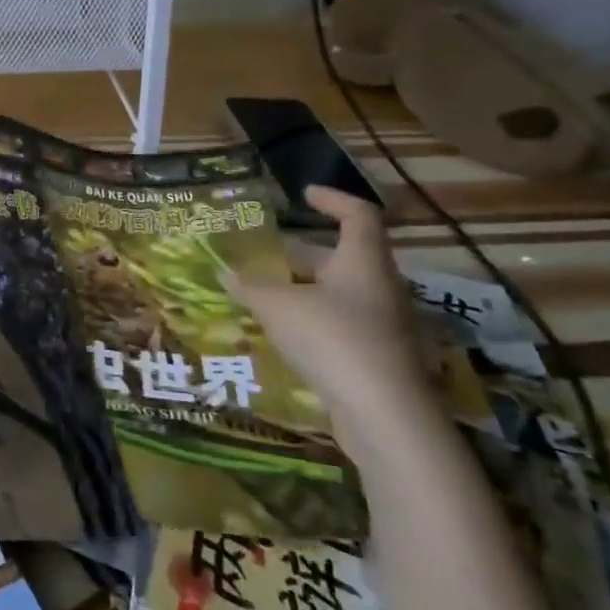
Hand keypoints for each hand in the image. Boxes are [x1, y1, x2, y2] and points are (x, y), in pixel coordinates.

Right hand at [229, 186, 440, 459]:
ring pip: (341, 294)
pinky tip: (283, 335)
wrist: (383, 414)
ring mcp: (385, 325)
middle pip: (343, 258)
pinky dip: (313, 322)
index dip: (333, 199)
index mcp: (363, 261)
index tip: (304, 195)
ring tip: (265, 295)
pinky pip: (343, 326)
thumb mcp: (277, 306)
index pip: (358, 215)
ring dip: (305, 290)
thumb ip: (250, 286)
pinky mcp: (380, 358)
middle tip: (266, 255)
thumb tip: (224, 272)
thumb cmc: (332, 338)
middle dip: (303, 255)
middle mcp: (380, 287)